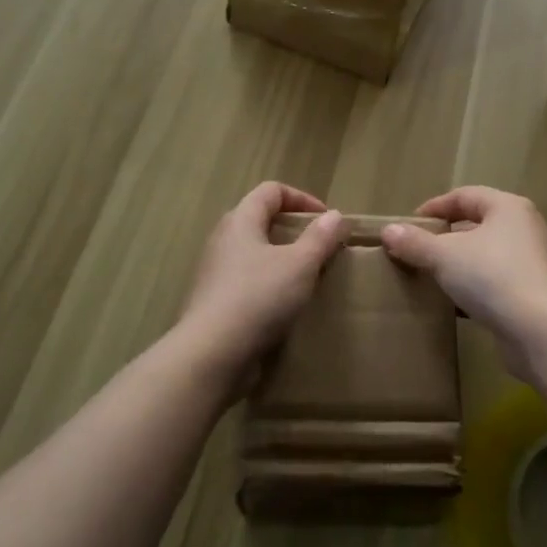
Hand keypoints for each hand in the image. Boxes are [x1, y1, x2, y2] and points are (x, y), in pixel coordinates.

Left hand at [181, 182, 346, 385]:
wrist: (211, 355)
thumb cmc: (258, 298)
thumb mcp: (300, 264)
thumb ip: (320, 238)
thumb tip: (335, 215)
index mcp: (241, 221)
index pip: (271, 191)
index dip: (302, 198)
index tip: (327, 220)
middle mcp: (223, 240)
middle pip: (260, 219)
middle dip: (292, 229)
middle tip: (319, 247)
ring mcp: (215, 272)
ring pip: (254, 253)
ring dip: (282, 259)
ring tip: (307, 277)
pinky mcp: (215, 302)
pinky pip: (247, 281)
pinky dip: (269, 284)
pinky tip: (285, 305)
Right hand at [381, 187, 546, 383]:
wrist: (540, 331)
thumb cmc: (492, 277)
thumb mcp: (444, 256)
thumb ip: (415, 242)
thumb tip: (388, 231)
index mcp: (507, 207)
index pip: (465, 195)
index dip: (435, 207)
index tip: (409, 224)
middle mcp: (523, 228)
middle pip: (477, 224)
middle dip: (445, 236)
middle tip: (417, 250)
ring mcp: (531, 262)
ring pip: (485, 255)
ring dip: (458, 264)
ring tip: (429, 276)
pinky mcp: (531, 293)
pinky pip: (494, 282)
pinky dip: (472, 287)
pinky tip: (452, 303)